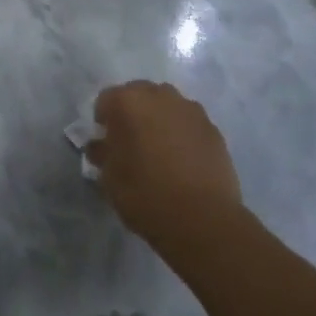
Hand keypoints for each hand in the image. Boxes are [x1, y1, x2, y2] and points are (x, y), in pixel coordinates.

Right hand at [86, 81, 243, 242]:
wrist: (203, 220)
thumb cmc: (145, 194)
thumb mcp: (109, 178)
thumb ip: (102, 153)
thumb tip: (101, 146)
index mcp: (127, 101)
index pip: (105, 100)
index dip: (103, 122)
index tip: (106, 145)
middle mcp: (159, 95)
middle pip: (138, 95)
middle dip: (132, 114)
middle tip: (132, 144)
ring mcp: (190, 110)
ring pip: (167, 106)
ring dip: (159, 120)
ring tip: (160, 151)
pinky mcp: (214, 130)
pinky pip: (189, 124)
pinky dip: (183, 134)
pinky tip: (183, 161)